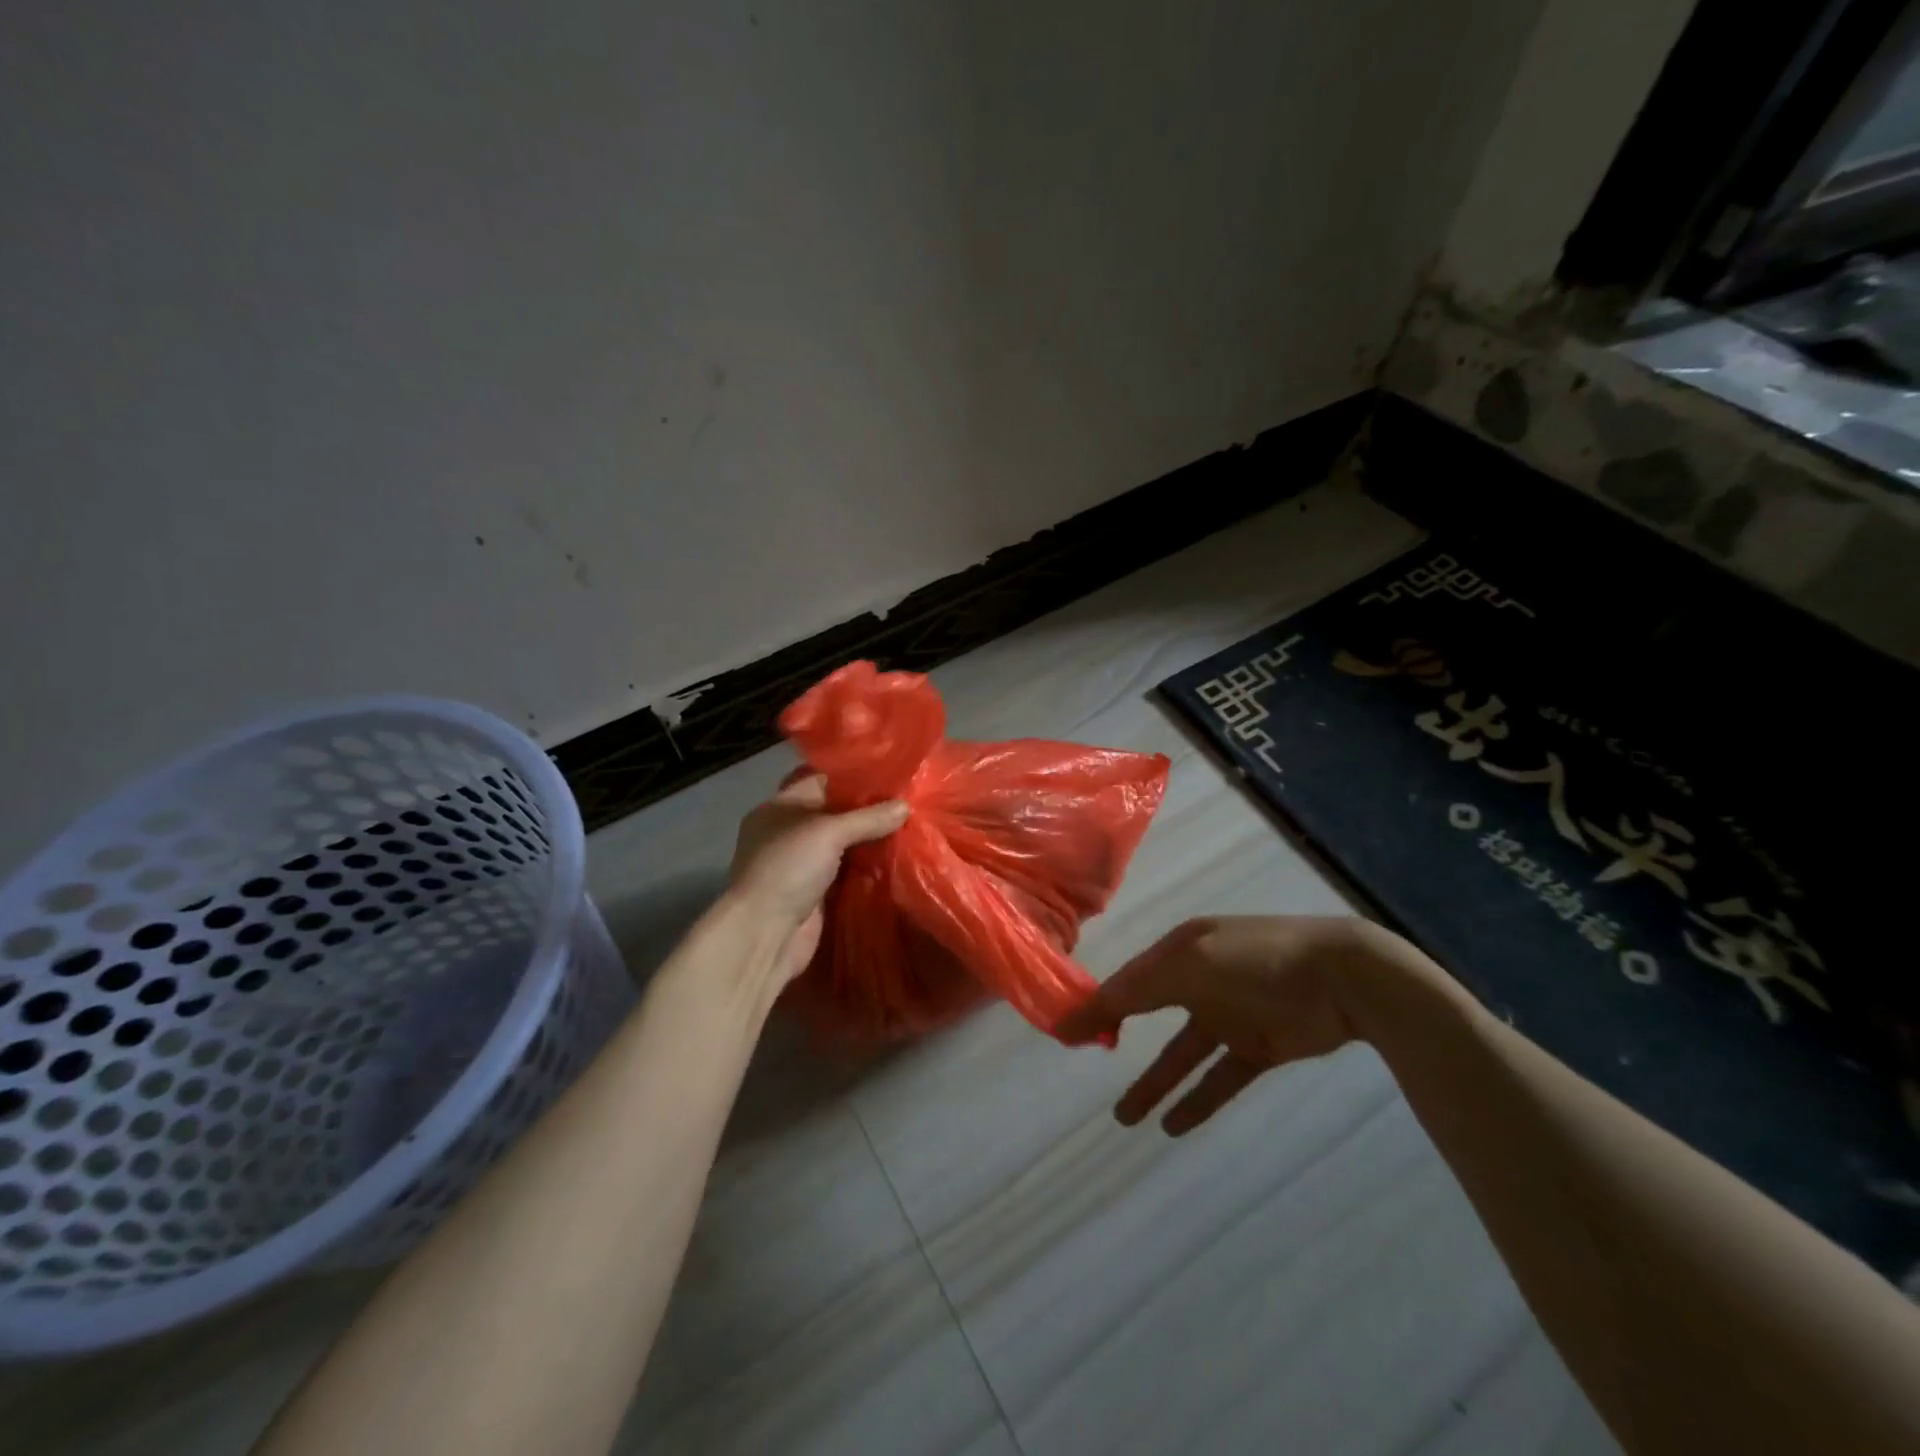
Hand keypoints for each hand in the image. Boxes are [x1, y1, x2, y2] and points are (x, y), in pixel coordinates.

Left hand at [727, 773, 908, 983]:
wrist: (765, 933)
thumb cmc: (788, 867)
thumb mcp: (829, 831)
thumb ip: (868, 818)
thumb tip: (907, 806)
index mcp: (779, 807)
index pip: (820, 781)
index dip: (853, 777)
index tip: (891, 775)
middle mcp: (788, 832)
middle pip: (834, 814)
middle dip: (867, 810)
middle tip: (907, 801)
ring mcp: (800, 864)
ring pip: (842, 844)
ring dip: (869, 840)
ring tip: (909, 826)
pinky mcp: (814, 893)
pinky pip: (846, 872)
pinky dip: (866, 867)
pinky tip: (896, 859)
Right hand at [1056, 916, 1378, 1134]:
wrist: (1344, 979)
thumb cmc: (1256, 961)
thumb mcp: (1190, 964)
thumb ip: (1138, 988)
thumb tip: (1088, 1008)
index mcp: (1181, 951)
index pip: (1129, 981)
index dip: (1097, 1005)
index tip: (1064, 1033)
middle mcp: (1200, 980)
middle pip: (1149, 1013)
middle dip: (1117, 1036)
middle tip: (1085, 1061)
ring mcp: (1231, 1015)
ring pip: (1181, 1054)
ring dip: (1154, 1083)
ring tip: (1124, 1119)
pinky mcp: (1260, 1047)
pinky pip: (1219, 1077)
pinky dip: (1197, 1100)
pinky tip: (1173, 1126)